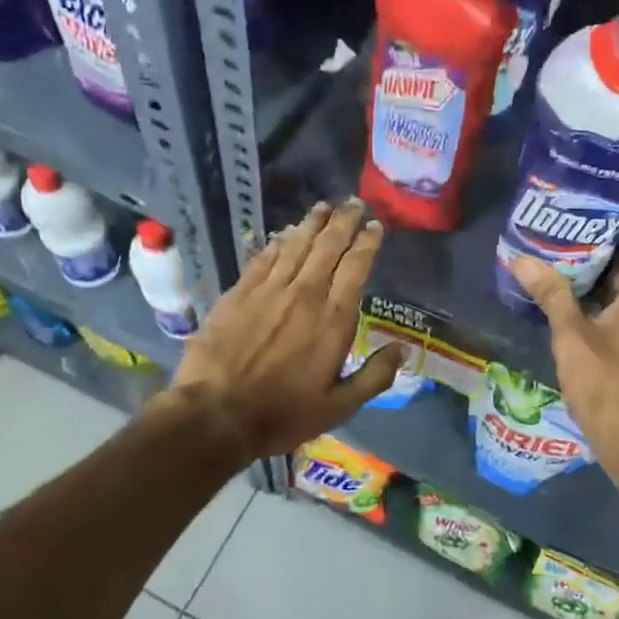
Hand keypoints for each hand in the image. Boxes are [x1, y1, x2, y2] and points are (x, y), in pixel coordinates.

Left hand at [172, 199, 404, 459]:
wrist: (216, 414)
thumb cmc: (282, 414)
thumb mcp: (339, 406)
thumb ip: (374, 376)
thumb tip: (402, 349)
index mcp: (333, 319)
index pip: (356, 267)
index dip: (367, 242)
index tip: (375, 226)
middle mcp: (305, 294)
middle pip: (328, 246)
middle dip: (344, 222)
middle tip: (354, 203)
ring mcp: (269, 290)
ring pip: (296, 245)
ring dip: (312, 223)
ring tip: (324, 207)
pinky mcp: (239, 293)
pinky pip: (264, 258)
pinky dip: (278, 242)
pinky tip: (284, 232)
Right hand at [506, 211, 618, 485]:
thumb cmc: (610, 387)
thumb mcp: (573, 337)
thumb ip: (551, 293)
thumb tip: (521, 258)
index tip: (584, 199)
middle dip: (600, 233)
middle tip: (559, 220)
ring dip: (598, 262)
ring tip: (556, 246)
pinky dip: (602, 287)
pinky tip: (566, 285)